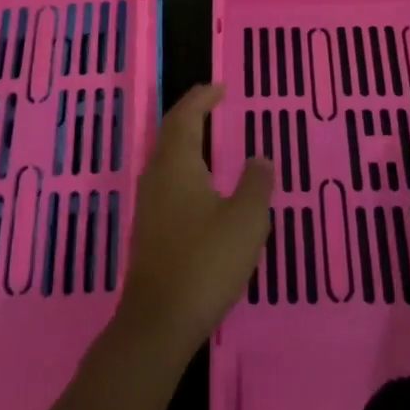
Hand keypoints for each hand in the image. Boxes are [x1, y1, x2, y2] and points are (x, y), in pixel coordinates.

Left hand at [113, 83, 272, 366]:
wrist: (158, 322)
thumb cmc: (205, 262)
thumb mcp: (245, 221)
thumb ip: (256, 184)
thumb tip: (260, 157)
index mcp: (176, 164)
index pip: (185, 116)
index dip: (201, 99)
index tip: (218, 87)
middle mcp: (157, 176)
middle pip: (170, 132)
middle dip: (190, 114)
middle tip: (212, 103)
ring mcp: (149, 204)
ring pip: (166, 157)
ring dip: (185, 141)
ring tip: (208, 137)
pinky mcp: (149, 229)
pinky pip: (166, 180)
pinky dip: (183, 166)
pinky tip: (199, 186)